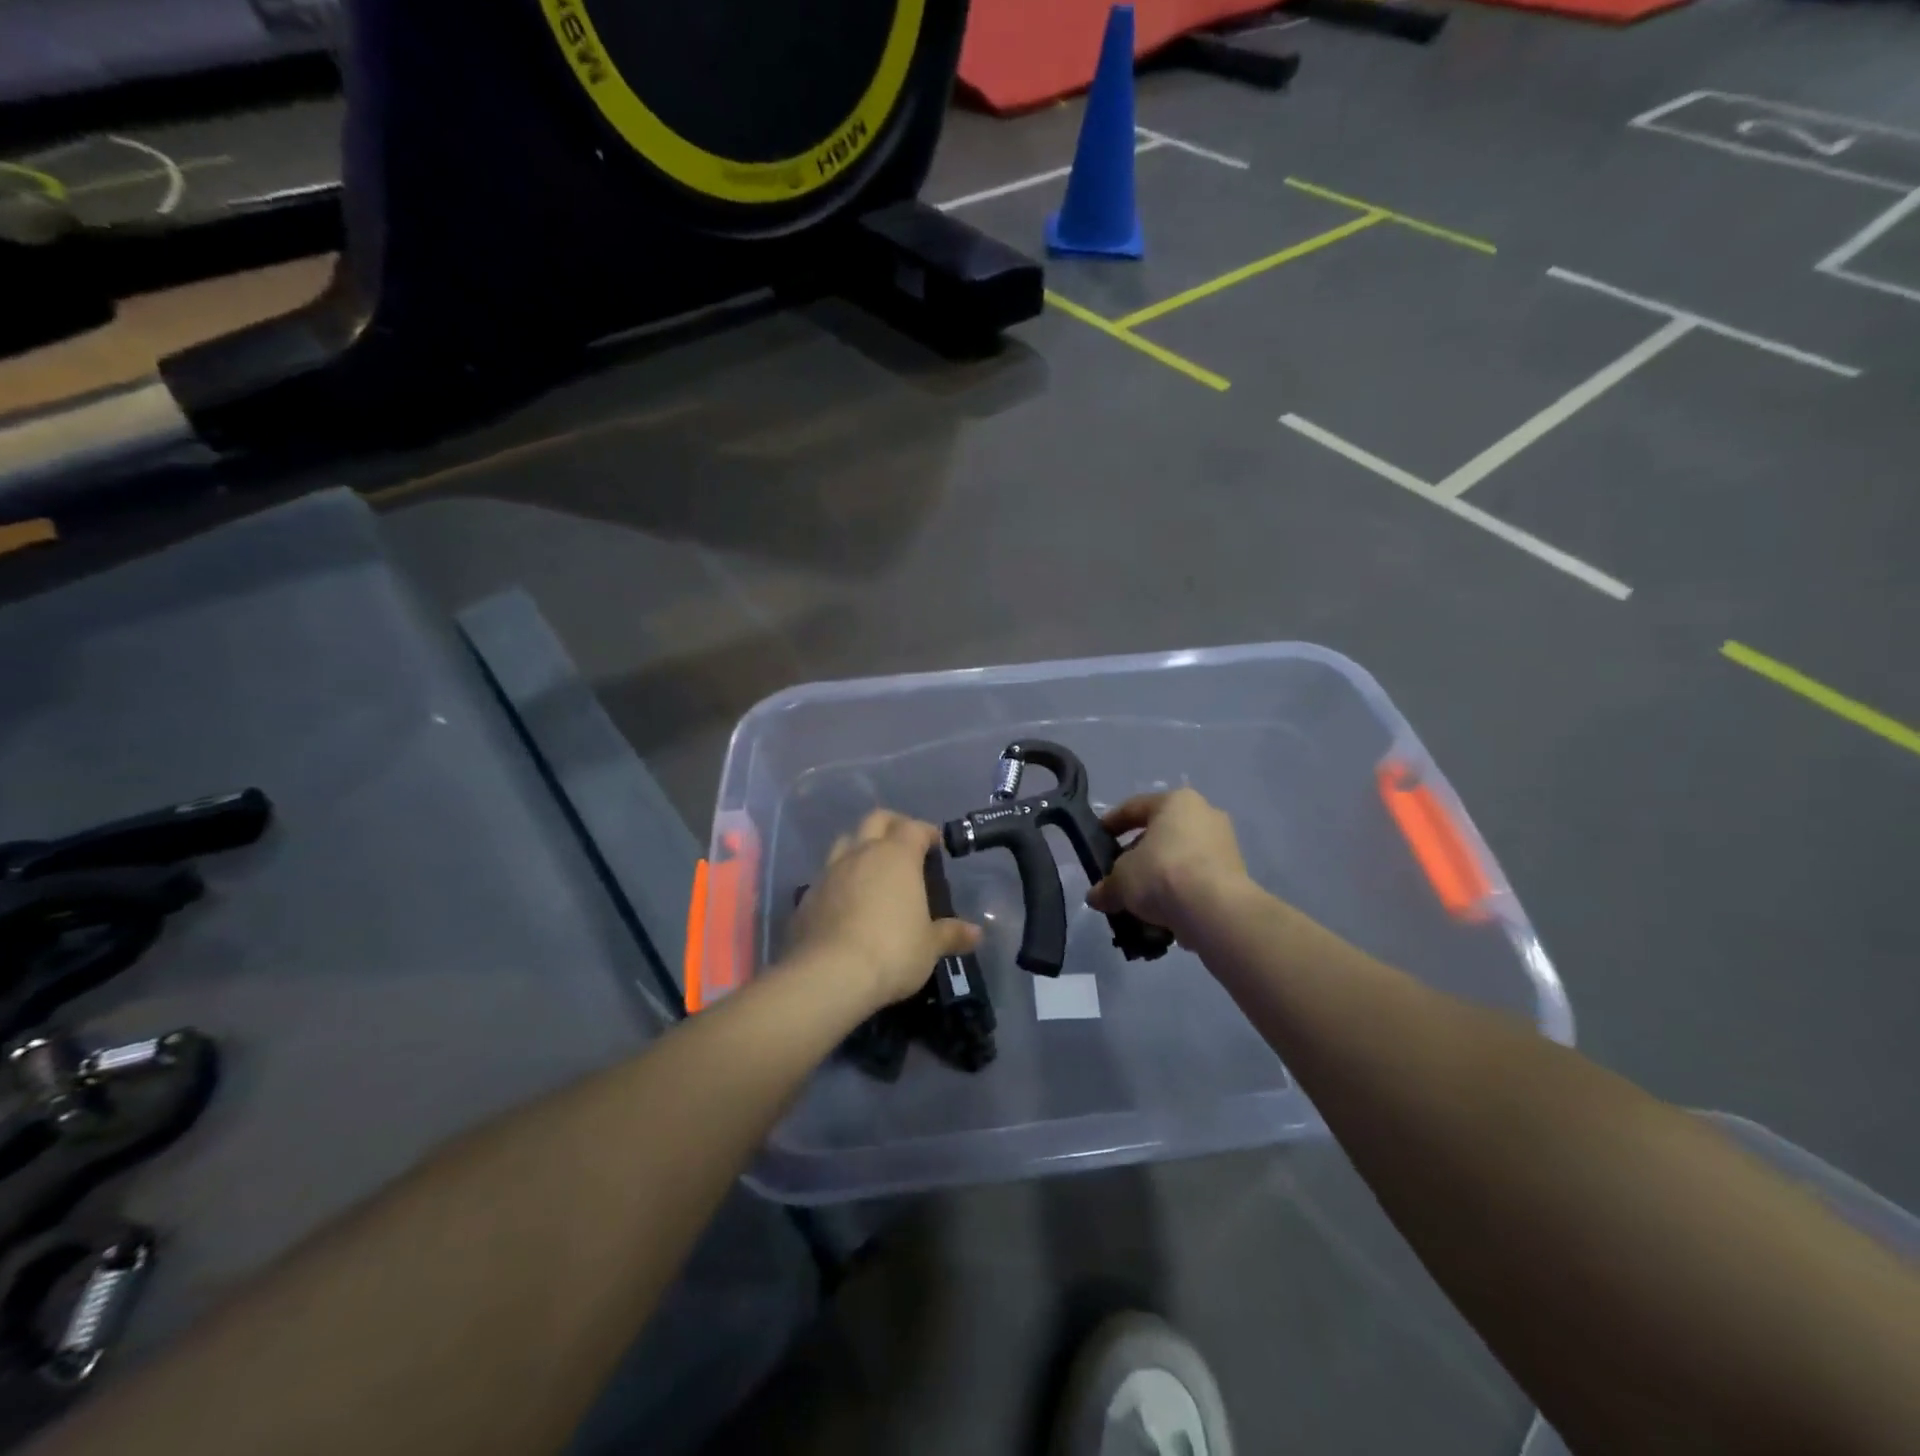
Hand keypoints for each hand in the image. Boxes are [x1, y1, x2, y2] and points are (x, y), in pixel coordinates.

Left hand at [786, 810, 981, 1011]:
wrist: (828, 975)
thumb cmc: (892, 951)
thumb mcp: (929, 947)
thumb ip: (951, 934)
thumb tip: (976, 933)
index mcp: (897, 856)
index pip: (914, 828)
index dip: (927, 832)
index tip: (936, 844)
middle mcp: (861, 854)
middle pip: (876, 820)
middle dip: (893, 825)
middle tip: (905, 844)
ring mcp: (829, 872)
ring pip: (845, 842)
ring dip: (860, 847)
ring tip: (872, 869)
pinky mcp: (807, 896)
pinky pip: (826, 876)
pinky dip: (839, 880)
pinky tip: (846, 902)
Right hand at [1086, 788, 1254, 943]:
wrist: (1215, 910)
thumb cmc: (1162, 874)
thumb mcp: (1121, 879)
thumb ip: (1107, 885)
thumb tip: (1096, 897)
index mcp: (1175, 802)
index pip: (1134, 807)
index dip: (1112, 823)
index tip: (1098, 838)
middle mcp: (1204, 815)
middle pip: (1160, 834)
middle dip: (1137, 856)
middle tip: (1119, 876)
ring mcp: (1224, 844)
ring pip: (1179, 858)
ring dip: (1159, 877)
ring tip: (1139, 902)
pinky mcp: (1235, 875)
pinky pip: (1197, 879)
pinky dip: (1179, 893)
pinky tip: (1162, 913)